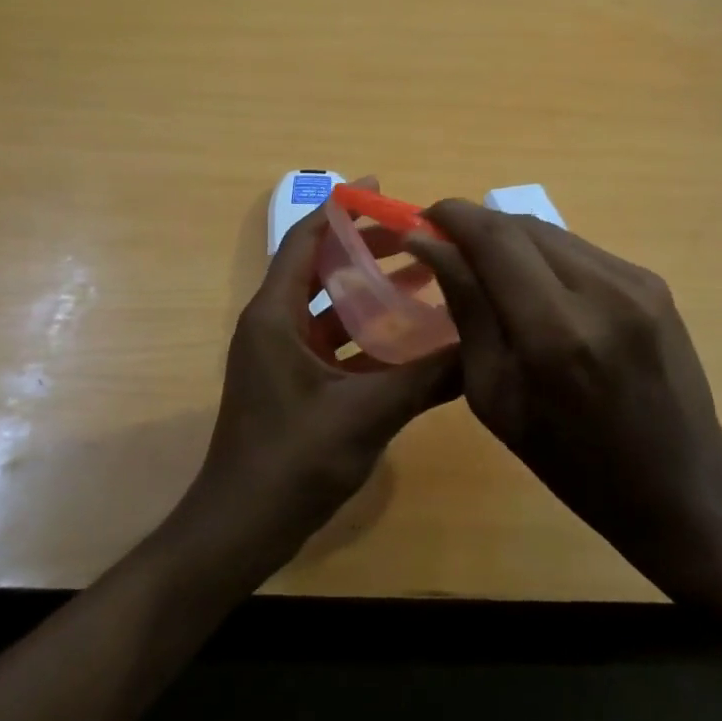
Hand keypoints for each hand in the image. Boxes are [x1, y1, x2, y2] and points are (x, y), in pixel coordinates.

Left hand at [179, 194, 461, 567]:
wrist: (239, 531)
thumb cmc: (292, 461)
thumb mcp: (366, 414)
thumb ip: (426, 379)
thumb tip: (482, 347)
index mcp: (275, 316)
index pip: (305, 239)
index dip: (341, 210)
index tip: (382, 189)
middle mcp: (274, 326)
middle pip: (320, 268)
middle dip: (366, 248)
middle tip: (418, 236)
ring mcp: (282, 358)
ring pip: (330, 308)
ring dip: (370, 292)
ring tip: (424, 279)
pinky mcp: (294, 386)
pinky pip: (334, 344)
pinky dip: (367, 334)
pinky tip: (409, 340)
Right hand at [406, 201, 721, 591]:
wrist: (678, 483)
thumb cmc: (571, 459)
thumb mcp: (495, 396)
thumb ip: (467, 309)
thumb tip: (430, 246)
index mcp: (555, 332)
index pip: (494, 238)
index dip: (452, 216)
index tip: (422, 220)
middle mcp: (601, 291)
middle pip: (522, 225)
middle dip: (476, 226)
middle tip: (446, 246)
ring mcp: (636, 282)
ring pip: (552, 232)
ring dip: (511, 240)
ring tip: (488, 269)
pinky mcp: (653, 282)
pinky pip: (581, 250)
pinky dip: (546, 257)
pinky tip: (537, 287)